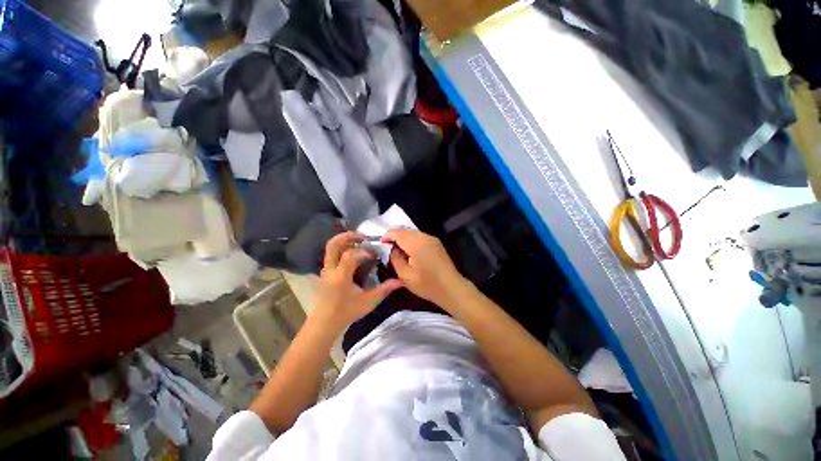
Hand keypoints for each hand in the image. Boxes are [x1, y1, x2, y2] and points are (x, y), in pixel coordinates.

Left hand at [313, 232, 402, 329]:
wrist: (324, 324)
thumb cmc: (346, 313)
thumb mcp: (368, 302)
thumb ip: (384, 290)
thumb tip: (400, 281)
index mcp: (341, 276)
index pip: (350, 255)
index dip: (363, 252)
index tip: (373, 256)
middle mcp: (331, 269)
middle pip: (333, 244)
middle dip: (347, 236)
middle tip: (362, 236)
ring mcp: (326, 270)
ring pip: (330, 248)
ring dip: (344, 241)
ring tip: (358, 242)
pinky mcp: (325, 272)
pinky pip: (331, 254)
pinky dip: (341, 249)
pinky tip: (352, 254)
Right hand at [383, 230, 467, 307]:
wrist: (451, 288)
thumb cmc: (427, 285)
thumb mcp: (405, 276)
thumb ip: (396, 259)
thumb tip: (392, 249)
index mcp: (417, 244)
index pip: (398, 233)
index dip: (388, 236)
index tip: (380, 242)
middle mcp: (425, 237)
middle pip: (406, 231)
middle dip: (395, 236)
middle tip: (387, 247)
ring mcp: (432, 239)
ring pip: (413, 233)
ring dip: (404, 238)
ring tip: (397, 249)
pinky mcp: (436, 243)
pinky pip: (420, 237)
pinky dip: (412, 240)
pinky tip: (409, 251)